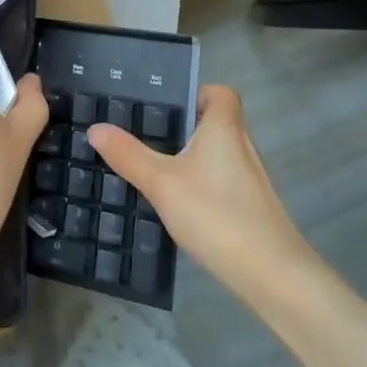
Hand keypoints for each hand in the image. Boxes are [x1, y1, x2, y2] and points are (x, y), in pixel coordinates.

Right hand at [89, 85, 315, 298]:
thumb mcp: (161, 183)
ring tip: (153, 167)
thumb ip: (128, 155)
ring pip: (216, 154)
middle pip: (214, 123)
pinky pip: (220, 180)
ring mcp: (250, 179)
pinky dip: (200, 183)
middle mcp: (241, 146)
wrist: (270, 274)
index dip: (196, 92)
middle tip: (145, 135)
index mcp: (224, 128)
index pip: (220, 93)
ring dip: (189, 157)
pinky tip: (176, 203)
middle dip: (182, 126)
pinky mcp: (251, 206)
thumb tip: (96, 128)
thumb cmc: (216, 214)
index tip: (165, 105)